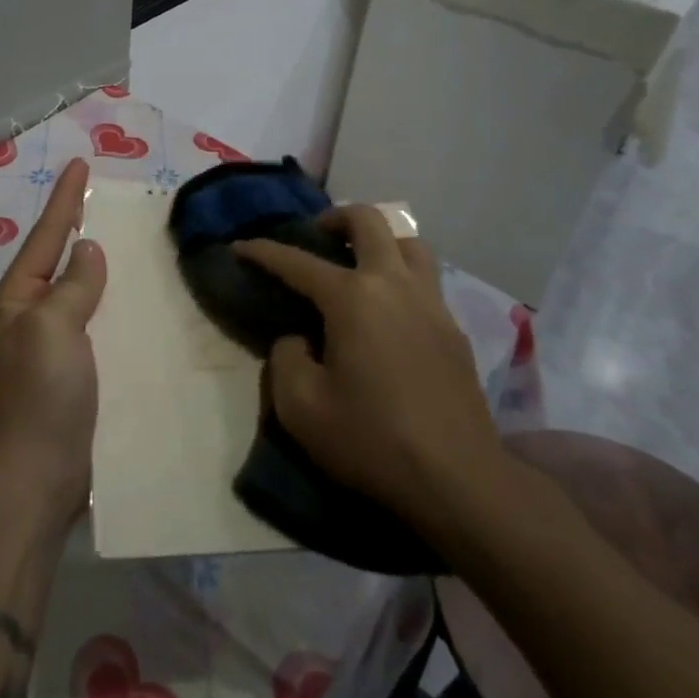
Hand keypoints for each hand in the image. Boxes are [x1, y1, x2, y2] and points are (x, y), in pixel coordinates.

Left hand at [0, 157, 105, 521]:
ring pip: (79, 291)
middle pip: (59, 259)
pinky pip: (95, 323)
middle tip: (106, 198)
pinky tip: (135, 300)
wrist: (37, 477)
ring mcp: (51, 346)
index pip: (47, 236)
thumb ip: (73, 284)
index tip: (80, 163)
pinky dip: (112, 304)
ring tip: (126, 241)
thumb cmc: (40, 394)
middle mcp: (30, 316)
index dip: (66, 199)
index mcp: (17, 299)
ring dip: (99, 266)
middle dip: (79, 227)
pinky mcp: (73, 373)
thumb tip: (87, 250)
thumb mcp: (53, 326)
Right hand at [237, 206, 507, 535]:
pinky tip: (390, 310)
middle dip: (335, 217)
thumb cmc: (372, 440)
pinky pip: (426, 279)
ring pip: (409, 242)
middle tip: (317, 237)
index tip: (240, 246)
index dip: (263, 251)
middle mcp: (393, 284)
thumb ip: (286, 359)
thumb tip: (298, 339)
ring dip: (379, 240)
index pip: (297, 261)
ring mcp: (431, 303)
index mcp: (352, 297)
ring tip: (360, 263)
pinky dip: (402, 275)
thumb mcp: (301, 407)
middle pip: (368, 220)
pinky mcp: (454, 329)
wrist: (458, 480)